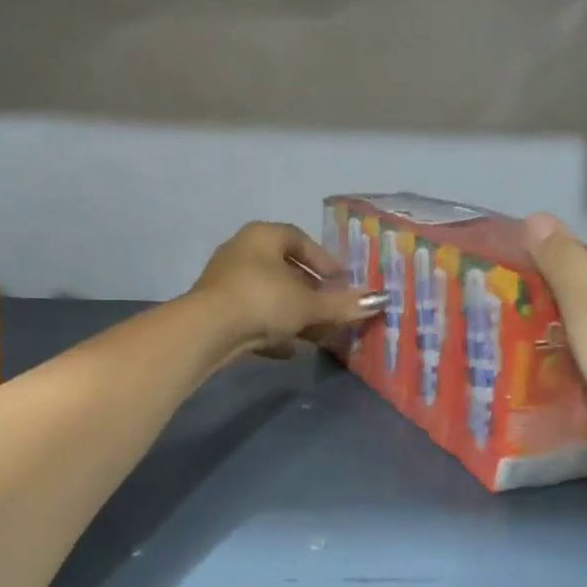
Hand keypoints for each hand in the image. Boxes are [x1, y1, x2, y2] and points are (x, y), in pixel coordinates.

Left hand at [187, 221, 380, 359]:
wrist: (208, 331)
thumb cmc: (263, 300)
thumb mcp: (309, 304)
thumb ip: (342, 304)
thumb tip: (379, 301)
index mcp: (262, 236)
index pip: (299, 239)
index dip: (323, 260)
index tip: (342, 280)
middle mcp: (241, 252)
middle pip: (284, 270)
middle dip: (311, 292)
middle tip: (332, 308)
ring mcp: (225, 282)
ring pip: (269, 296)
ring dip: (294, 314)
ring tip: (318, 334)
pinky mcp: (216, 311)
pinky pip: (252, 316)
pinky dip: (272, 330)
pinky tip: (290, 349)